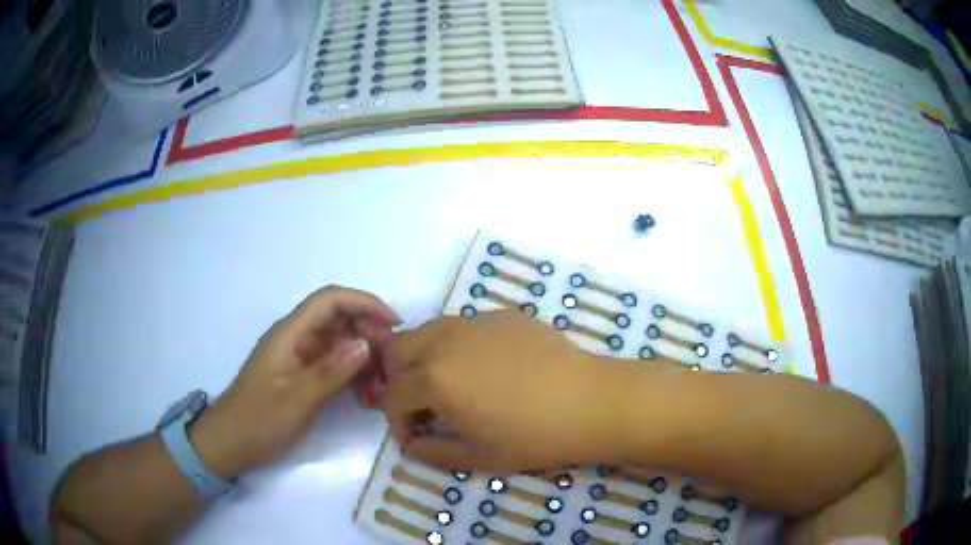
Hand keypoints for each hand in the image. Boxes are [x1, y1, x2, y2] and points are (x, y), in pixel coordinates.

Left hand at [190, 286, 400, 478]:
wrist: (230, 444)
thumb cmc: (259, 419)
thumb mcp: (297, 399)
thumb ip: (331, 371)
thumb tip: (367, 343)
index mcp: (290, 334)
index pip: (331, 301)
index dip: (365, 304)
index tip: (394, 324)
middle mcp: (296, 340)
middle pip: (339, 321)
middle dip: (369, 335)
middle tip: (391, 364)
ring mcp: (299, 360)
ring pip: (340, 345)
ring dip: (364, 360)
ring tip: (381, 387)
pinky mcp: (302, 378)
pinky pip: (334, 367)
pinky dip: (353, 377)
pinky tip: (366, 397)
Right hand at [382, 310, 631, 472]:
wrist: (591, 402)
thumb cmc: (534, 437)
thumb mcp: (478, 458)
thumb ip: (432, 452)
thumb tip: (411, 444)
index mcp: (434, 378)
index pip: (392, 396)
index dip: (397, 421)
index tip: (416, 438)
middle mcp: (446, 340)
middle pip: (398, 350)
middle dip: (399, 378)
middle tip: (422, 404)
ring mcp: (476, 322)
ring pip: (428, 330)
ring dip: (425, 357)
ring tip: (451, 384)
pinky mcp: (503, 315)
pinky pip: (465, 326)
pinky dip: (459, 346)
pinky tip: (489, 368)